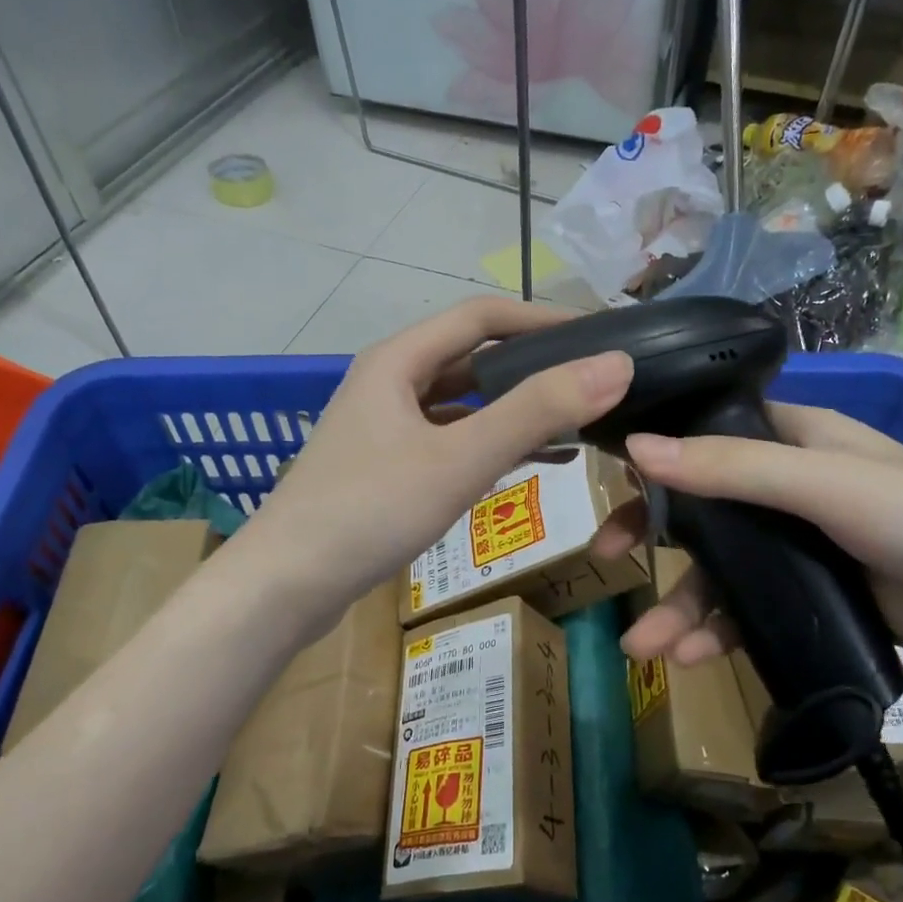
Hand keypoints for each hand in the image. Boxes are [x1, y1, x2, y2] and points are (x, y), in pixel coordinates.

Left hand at [233, 298, 632, 633]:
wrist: (286, 586)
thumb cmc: (370, 510)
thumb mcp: (460, 458)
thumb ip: (536, 411)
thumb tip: (615, 365)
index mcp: (398, 359)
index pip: (481, 315)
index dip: (542, 319)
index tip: (598, 337)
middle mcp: (389, 382)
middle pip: (471, 357)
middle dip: (532, 366)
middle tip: (591, 383)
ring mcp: (384, 426)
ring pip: (462, 403)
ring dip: (513, 409)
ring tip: (572, 424)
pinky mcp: (385, 466)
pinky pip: (449, 441)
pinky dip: (489, 445)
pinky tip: (528, 464)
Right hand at [598, 401, 902, 693]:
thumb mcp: (826, 484)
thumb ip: (732, 468)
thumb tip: (637, 448)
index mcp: (796, 438)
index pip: (709, 432)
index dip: (658, 453)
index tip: (611, 480)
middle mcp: (791, 484)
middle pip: (703, 506)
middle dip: (654, 538)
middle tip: (605, 559)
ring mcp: (800, 544)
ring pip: (721, 568)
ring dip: (681, 605)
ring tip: (646, 647)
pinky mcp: (812, 596)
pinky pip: (748, 609)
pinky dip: (719, 630)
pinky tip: (694, 657)